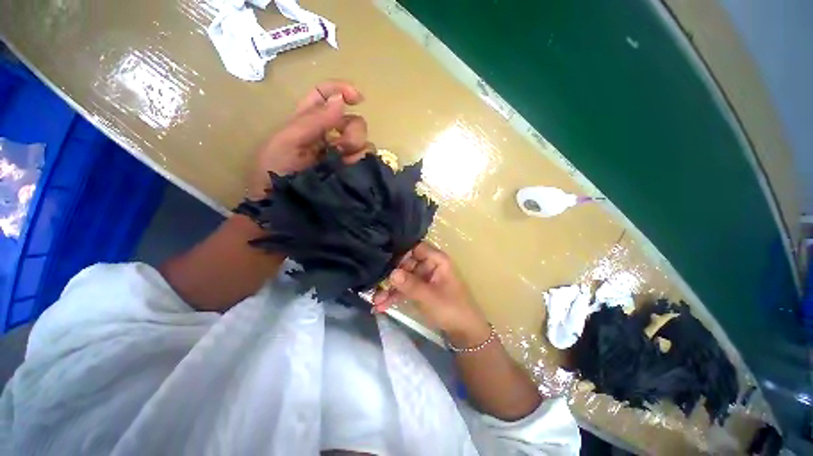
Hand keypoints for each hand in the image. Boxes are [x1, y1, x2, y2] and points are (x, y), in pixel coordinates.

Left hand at [247, 80, 370, 198]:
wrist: (284, 207)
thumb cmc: (277, 173)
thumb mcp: (287, 142)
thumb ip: (313, 120)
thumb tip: (340, 100)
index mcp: (308, 122)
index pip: (325, 96)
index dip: (341, 90)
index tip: (358, 98)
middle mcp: (329, 136)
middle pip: (353, 120)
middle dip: (352, 130)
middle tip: (340, 147)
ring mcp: (342, 155)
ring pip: (364, 140)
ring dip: (357, 147)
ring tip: (344, 161)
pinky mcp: (350, 171)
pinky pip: (367, 159)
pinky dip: (363, 160)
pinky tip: (352, 168)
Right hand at [372, 243, 490, 345]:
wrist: (464, 333)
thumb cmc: (452, 309)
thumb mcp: (430, 297)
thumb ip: (410, 285)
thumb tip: (391, 273)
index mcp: (437, 260)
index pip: (416, 247)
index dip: (400, 252)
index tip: (383, 259)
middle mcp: (429, 265)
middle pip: (406, 263)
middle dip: (391, 275)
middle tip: (374, 285)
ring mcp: (424, 278)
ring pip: (404, 277)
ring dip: (390, 288)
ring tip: (375, 300)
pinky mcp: (420, 289)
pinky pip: (405, 288)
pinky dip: (395, 296)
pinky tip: (381, 306)